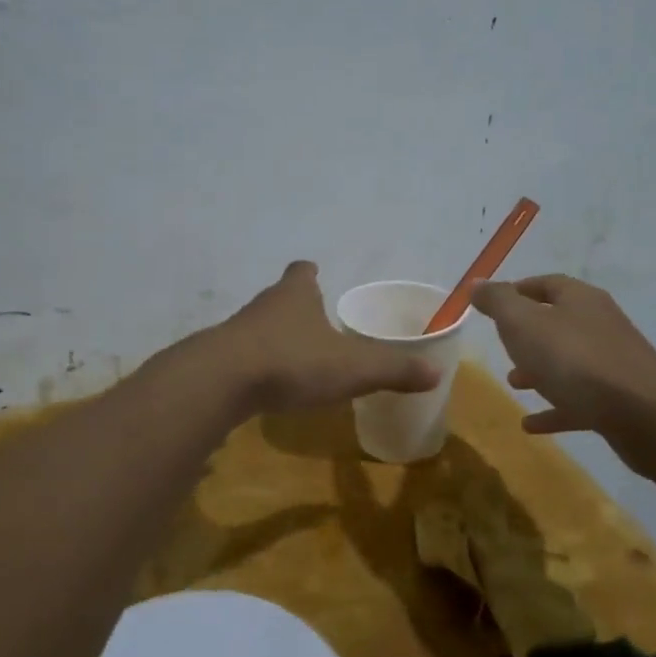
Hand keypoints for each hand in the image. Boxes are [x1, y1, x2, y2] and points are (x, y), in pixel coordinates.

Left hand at [215, 261, 438, 413]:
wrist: (221, 381)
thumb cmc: (292, 362)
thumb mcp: (352, 368)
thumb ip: (393, 370)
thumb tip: (435, 373)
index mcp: (296, 295)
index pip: (302, 272)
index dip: (310, 274)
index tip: (316, 276)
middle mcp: (265, 305)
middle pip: (281, 297)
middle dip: (297, 307)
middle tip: (317, 325)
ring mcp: (238, 330)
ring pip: (261, 326)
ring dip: (277, 337)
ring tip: (296, 358)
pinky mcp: (219, 358)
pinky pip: (244, 355)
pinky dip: (258, 364)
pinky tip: (269, 384)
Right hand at [472, 275, 655, 466]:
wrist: (641, 413)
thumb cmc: (573, 359)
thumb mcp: (522, 323)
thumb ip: (497, 302)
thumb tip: (477, 283)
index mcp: (580, 299)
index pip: (546, 284)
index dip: (518, 291)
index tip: (493, 305)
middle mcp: (600, 324)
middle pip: (559, 323)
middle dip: (528, 335)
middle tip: (502, 346)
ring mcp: (613, 363)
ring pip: (568, 362)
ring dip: (540, 370)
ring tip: (513, 384)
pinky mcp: (619, 400)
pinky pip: (579, 400)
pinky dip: (555, 407)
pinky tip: (531, 425)